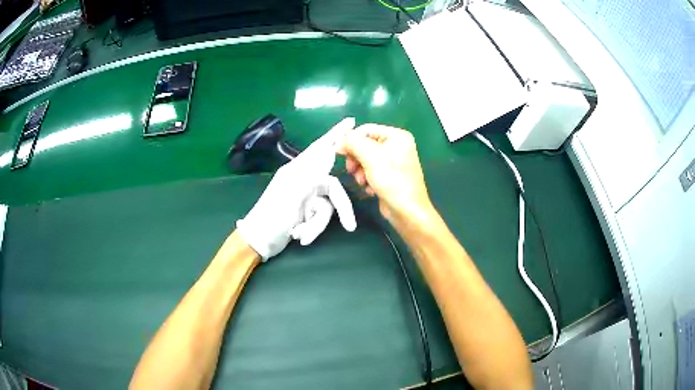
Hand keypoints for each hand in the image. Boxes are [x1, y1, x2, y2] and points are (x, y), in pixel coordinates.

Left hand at [237, 118, 356, 259]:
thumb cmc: (271, 216)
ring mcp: (306, 197)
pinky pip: (320, 218)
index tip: (351, 121)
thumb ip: (311, 172)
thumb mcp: (290, 194)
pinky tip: (298, 236)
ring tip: (299, 234)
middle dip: (340, 209)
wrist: (260, 242)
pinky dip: (311, 229)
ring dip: (316, 224)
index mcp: (298, 170)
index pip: (321, 147)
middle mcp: (305, 180)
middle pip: (333, 188)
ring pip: (327, 207)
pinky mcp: (306, 211)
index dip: (337, 134)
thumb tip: (327, 150)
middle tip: (350, 227)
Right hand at [338, 124, 432, 224]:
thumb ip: (353, 143)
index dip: (350, 140)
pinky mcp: (389, 176)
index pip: (366, 130)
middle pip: (365, 145)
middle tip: (351, 169)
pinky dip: (367, 179)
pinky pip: (371, 171)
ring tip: (362, 181)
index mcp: (397, 136)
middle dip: (356, 158)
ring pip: (365, 159)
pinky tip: (370, 188)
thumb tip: (339, 142)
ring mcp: (393, 162)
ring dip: (360, 171)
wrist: (407, 211)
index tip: (339, 152)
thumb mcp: (370, 156)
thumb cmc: (392, 180)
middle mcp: (396, 146)